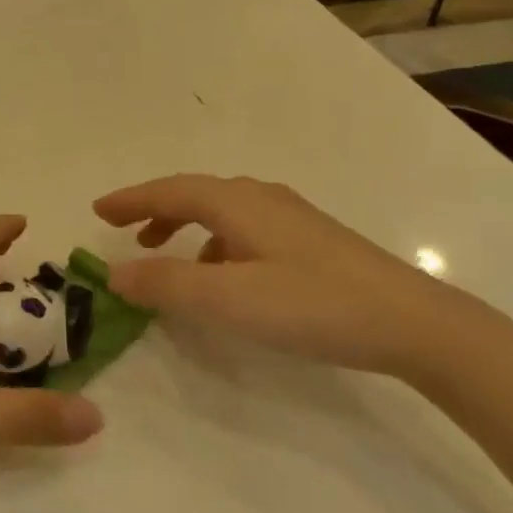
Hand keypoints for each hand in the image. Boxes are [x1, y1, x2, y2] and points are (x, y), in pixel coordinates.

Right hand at [93, 175, 469, 378]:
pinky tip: (224, 276)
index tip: (98, 211)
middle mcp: (260, 198)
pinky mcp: (310, 240)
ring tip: (164, 254)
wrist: (414, 322)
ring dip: (184, 227)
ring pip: (221, 211)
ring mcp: (289, 217)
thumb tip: (113, 273)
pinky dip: (216, 244)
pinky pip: (244, 229)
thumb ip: (168, 285)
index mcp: (236, 202)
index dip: (131, 200)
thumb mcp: (230, 300)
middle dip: (154, 209)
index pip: (169, 191)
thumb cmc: (314, 304)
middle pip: (194, 194)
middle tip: (124, 231)